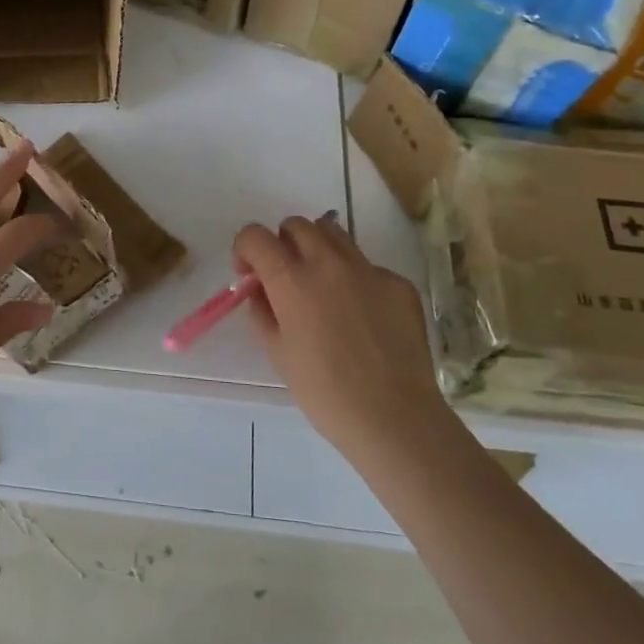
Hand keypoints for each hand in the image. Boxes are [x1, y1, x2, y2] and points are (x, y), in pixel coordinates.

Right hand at [234, 217, 445, 461]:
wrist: (394, 418)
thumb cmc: (324, 392)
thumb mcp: (277, 352)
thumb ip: (262, 311)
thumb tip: (261, 290)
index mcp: (292, 280)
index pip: (255, 236)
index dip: (245, 249)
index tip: (249, 274)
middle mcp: (329, 263)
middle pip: (296, 225)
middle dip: (282, 244)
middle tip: (285, 278)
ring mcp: (368, 269)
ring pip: (334, 233)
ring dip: (317, 249)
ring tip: (322, 286)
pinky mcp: (399, 283)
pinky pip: (367, 266)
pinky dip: (354, 279)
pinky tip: (362, 316)